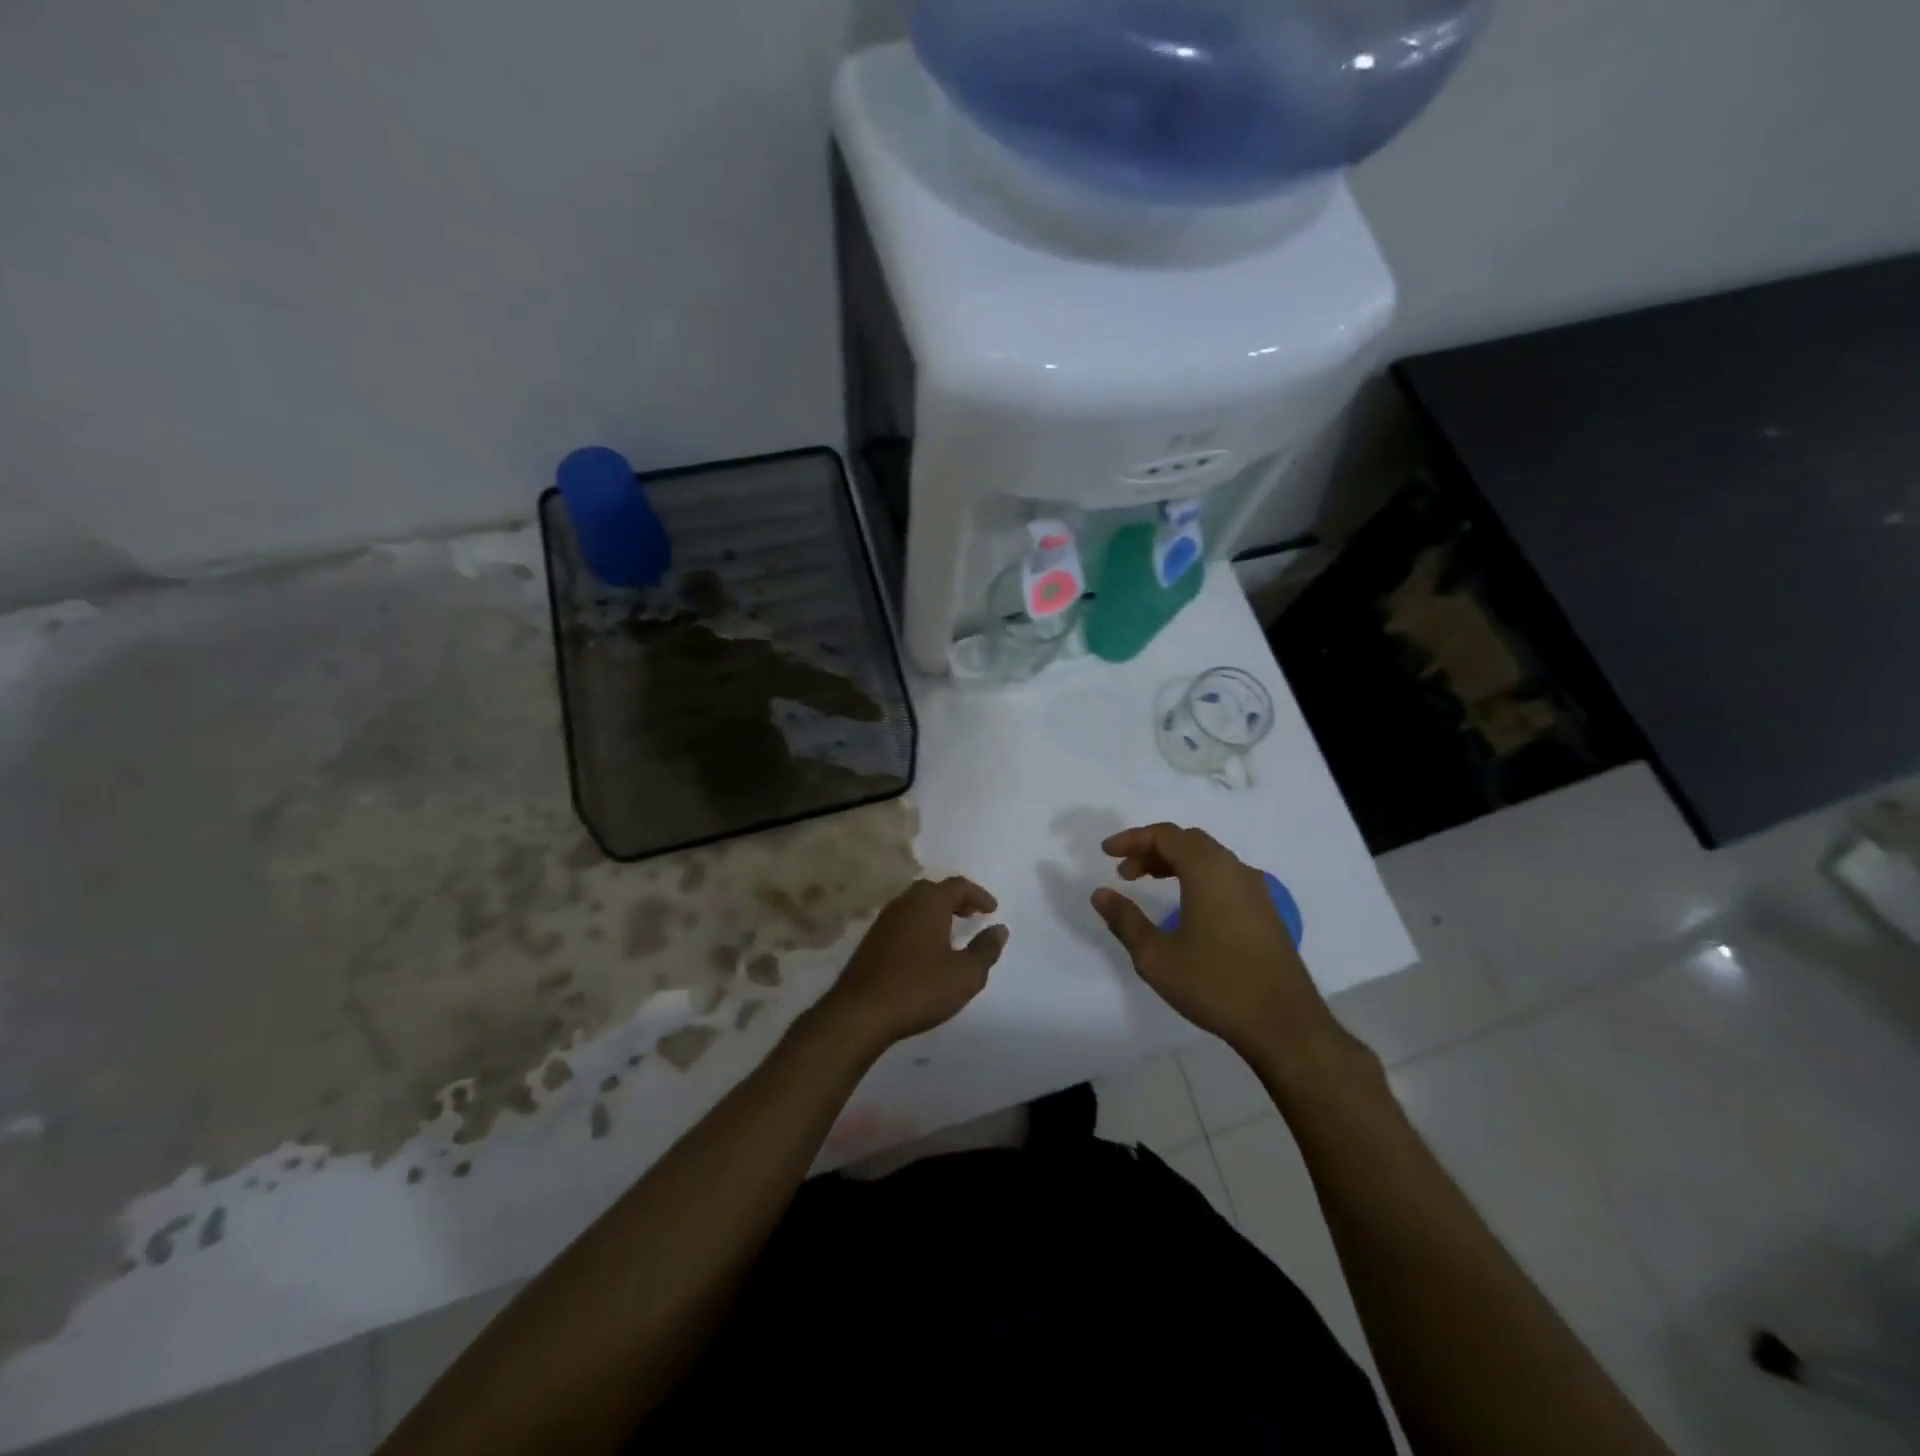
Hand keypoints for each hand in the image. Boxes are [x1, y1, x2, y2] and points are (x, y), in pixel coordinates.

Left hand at [818, 877, 1007, 1050]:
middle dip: (956, 900)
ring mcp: (883, 921)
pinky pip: (902, 922)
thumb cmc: (919, 988)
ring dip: (936, 913)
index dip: (978, 895)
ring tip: (952, 932)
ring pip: (915, 906)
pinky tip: (925, 950)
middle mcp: (904, 903)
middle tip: (972, 915)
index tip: (992, 910)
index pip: (957, 886)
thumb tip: (999, 929)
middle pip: (933, 890)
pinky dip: (920, 926)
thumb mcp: (965, 974)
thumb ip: (986, 949)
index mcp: (928, 903)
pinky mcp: (871, 941)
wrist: (861, 1012)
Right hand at [1091, 824, 1349, 1065]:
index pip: (1165, 835)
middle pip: (1188, 841)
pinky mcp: (1266, 911)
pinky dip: (1197, 876)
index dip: (1132, 839)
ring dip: (1175, 862)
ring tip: (1149, 883)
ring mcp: (1256, 889)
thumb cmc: (1215, 984)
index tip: (1106, 853)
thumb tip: (1100, 894)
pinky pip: (1225, 876)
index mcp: (1208, 870)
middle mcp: (1235, 869)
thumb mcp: (1156, 956)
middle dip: (1152, 849)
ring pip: (1209, 858)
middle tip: (1125, 872)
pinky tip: (1186, 906)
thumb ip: (1125, 920)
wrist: (1284, 1024)